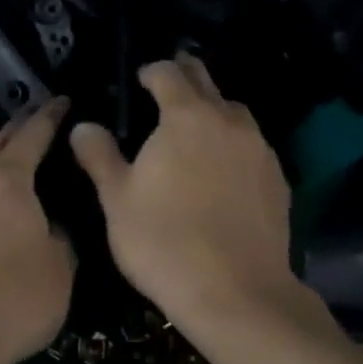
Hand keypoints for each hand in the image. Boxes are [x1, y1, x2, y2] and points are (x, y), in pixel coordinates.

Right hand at [69, 57, 298, 331]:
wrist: (237, 292)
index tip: (140, 79)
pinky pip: (253, 147)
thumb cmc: (163, 241)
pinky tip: (223, 171)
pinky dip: (234, 145)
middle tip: (167, 85)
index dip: (152, 71)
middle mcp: (229, 122)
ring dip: (214, 110)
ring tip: (196, 128)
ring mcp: (260, 150)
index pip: (169, 73)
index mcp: (186, 117)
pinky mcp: (278, 180)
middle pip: (207, 82)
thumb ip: (99, 156)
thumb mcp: (117, 200)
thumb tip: (83, 126)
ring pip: (235, 113)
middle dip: (186, 76)